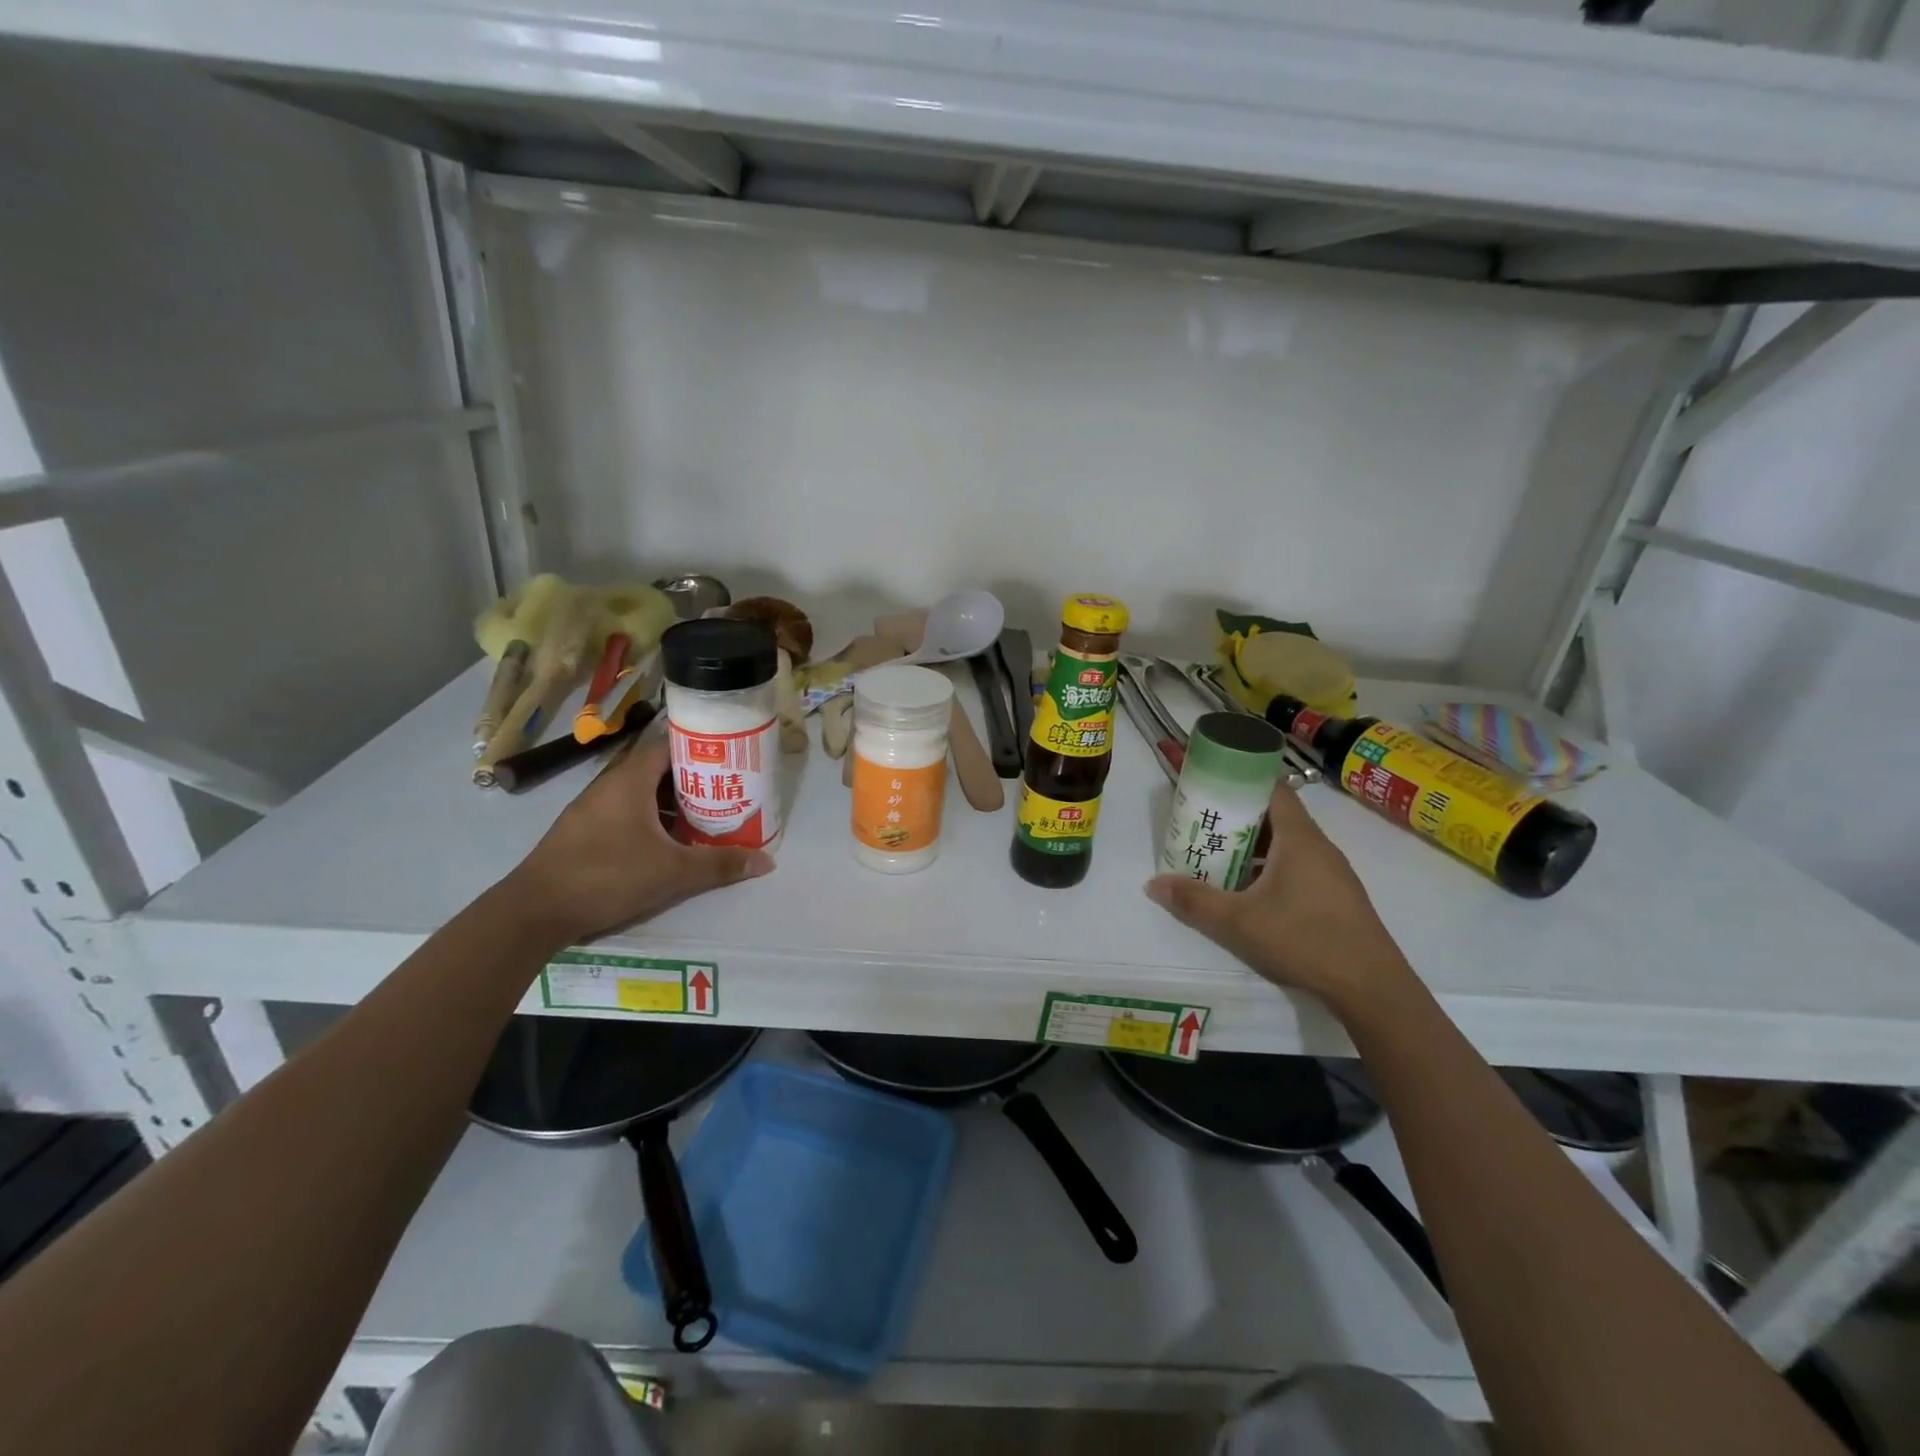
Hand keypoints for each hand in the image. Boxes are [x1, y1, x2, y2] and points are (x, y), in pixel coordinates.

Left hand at [505, 737, 772, 943]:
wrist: (534, 911)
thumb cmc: (607, 876)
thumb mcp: (672, 872)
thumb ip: (719, 864)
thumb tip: (767, 861)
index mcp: (630, 780)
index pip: (669, 745)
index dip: (701, 747)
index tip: (730, 757)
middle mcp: (610, 785)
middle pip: (658, 769)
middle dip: (693, 778)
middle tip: (727, 789)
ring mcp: (593, 808)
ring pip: (642, 793)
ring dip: (672, 802)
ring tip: (706, 815)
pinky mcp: (584, 831)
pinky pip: (626, 812)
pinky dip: (651, 819)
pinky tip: (668, 842)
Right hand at [1145, 781, 1415, 1012]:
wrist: (1371, 988)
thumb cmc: (1304, 940)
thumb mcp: (1238, 922)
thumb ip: (1194, 901)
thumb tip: (1153, 884)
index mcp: (1299, 838)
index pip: (1272, 788)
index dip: (1241, 779)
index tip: (1211, 781)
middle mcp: (1318, 847)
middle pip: (1275, 815)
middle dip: (1238, 815)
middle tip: (1203, 822)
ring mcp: (1330, 873)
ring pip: (1285, 844)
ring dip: (1252, 845)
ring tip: (1217, 855)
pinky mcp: (1335, 897)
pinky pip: (1296, 867)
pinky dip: (1268, 868)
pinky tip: (1247, 893)